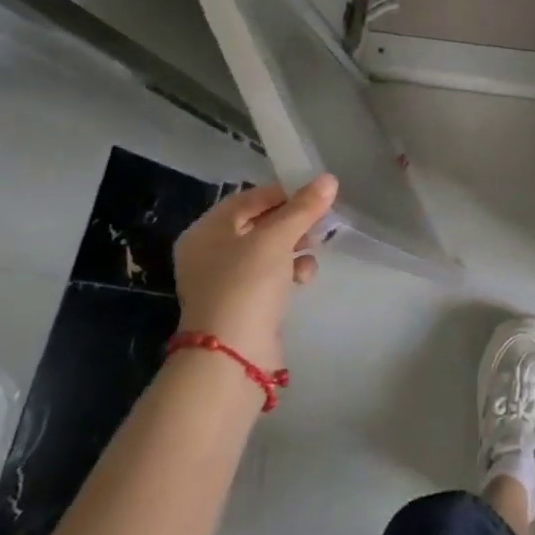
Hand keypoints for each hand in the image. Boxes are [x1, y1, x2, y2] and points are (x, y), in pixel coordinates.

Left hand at [173, 175, 337, 368]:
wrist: (232, 356)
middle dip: (292, 221)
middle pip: (258, 224)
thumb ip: (303, 207)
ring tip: (316, 245)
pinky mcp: (243, 303)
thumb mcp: (277, 238)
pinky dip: (289, 271)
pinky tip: (305, 276)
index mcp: (206, 231)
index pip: (248, 199)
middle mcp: (210, 253)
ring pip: (267, 250)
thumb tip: (329, 179)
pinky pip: (269, 275)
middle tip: (321, 219)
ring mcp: (226, 281)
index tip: (316, 193)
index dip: (283, 192)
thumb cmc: (246, 284)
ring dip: (294, 245)